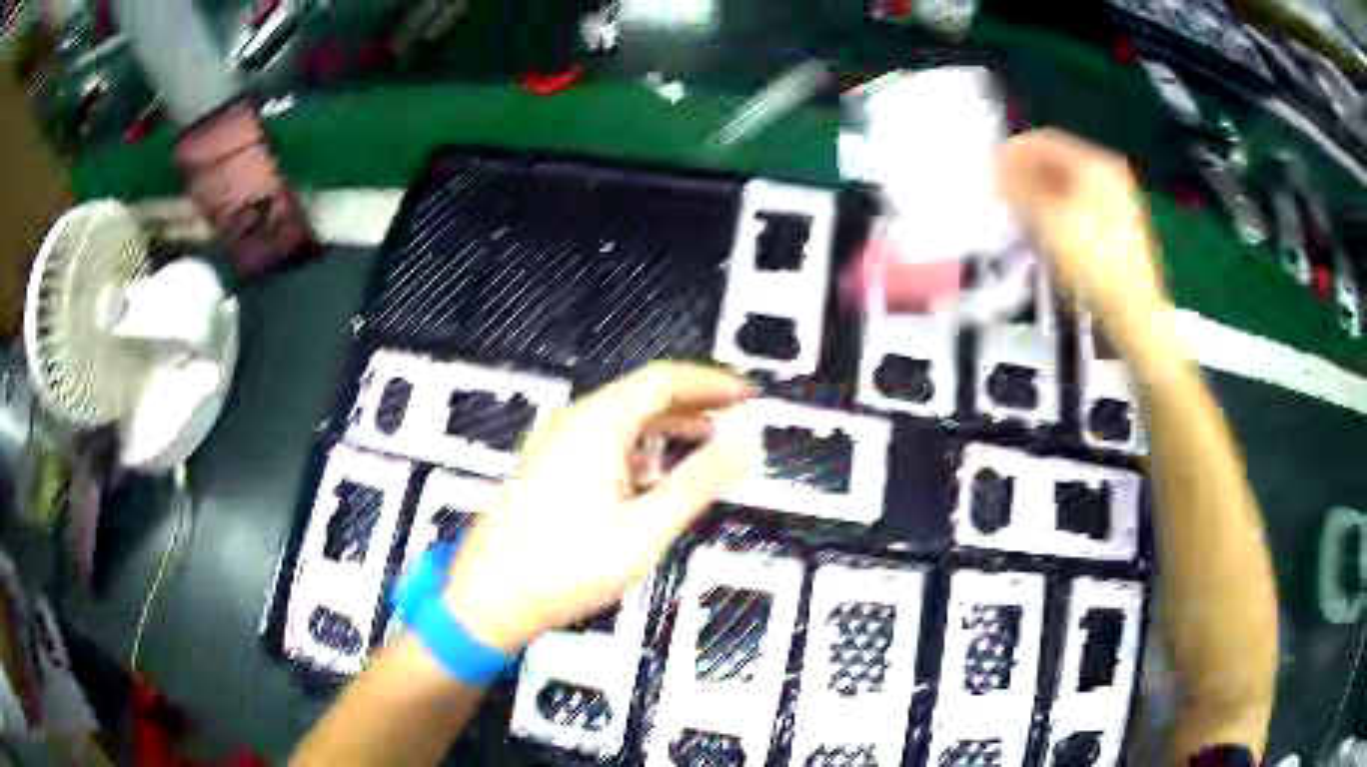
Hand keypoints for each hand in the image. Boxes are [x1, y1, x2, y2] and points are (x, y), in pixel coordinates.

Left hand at [442, 362, 760, 651]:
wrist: (491, 596)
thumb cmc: (566, 566)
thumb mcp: (646, 528)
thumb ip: (698, 481)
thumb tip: (742, 445)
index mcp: (598, 423)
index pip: (666, 380)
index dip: (712, 383)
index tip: (748, 396)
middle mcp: (575, 421)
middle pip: (645, 395)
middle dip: (696, 404)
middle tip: (737, 419)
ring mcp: (558, 444)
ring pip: (625, 420)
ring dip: (670, 428)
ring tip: (709, 446)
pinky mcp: (551, 468)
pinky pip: (606, 442)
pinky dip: (642, 449)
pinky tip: (658, 477)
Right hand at [997, 129, 1172, 347]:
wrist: (1135, 312)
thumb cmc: (1091, 260)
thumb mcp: (1046, 220)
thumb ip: (1017, 187)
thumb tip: (996, 166)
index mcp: (1094, 163)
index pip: (1044, 141)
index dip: (1013, 151)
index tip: (988, 169)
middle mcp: (1110, 174)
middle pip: (1059, 163)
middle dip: (1027, 175)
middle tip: (1001, 194)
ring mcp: (1120, 202)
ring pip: (1070, 187)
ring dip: (1041, 195)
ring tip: (1019, 215)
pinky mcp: (1122, 229)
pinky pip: (1082, 207)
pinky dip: (1060, 212)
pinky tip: (1046, 233)